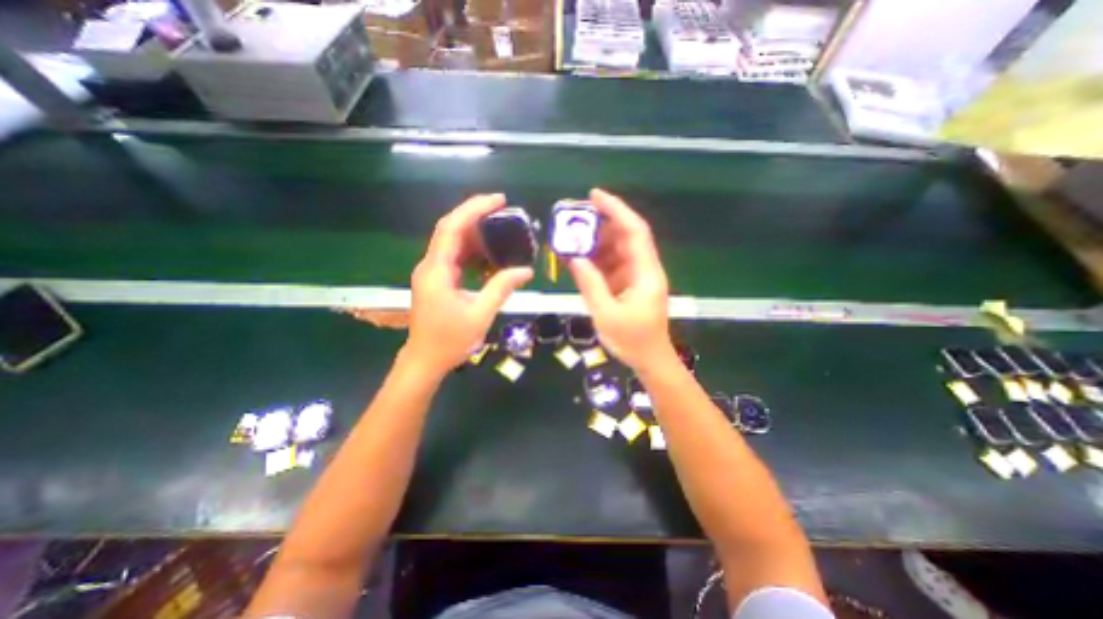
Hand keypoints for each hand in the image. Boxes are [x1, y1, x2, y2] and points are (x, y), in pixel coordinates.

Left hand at [404, 196, 533, 374]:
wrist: (425, 360)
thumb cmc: (450, 340)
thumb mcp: (480, 314)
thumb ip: (501, 288)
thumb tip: (525, 271)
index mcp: (437, 270)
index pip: (452, 228)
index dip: (474, 209)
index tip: (498, 200)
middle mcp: (430, 265)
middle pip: (450, 229)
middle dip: (475, 215)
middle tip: (503, 211)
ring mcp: (432, 273)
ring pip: (452, 242)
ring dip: (475, 234)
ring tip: (501, 231)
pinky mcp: (437, 280)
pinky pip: (455, 257)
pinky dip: (472, 251)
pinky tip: (490, 254)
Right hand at [568, 188, 672, 370]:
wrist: (650, 360)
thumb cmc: (633, 341)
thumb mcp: (606, 314)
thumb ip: (590, 284)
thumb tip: (574, 258)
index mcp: (646, 273)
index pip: (634, 231)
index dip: (616, 209)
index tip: (594, 196)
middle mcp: (644, 269)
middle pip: (625, 237)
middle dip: (600, 225)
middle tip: (573, 221)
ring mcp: (637, 277)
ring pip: (616, 251)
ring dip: (595, 244)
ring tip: (570, 241)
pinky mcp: (629, 285)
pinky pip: (612, 266)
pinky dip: (596, 262)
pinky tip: (578, 261)